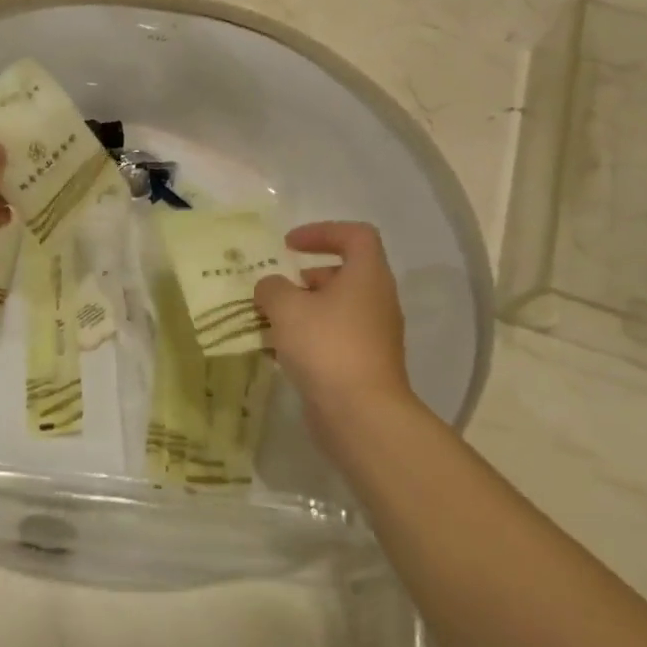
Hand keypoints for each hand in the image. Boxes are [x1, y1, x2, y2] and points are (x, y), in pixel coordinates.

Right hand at [254, 222, 416, 432]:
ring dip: (302, 311)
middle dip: (304, 278)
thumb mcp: (286, 307)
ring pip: (336, 309)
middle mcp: (377, 301)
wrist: (361, 415)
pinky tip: (279, 353)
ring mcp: (374, 335)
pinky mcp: (365, 364)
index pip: (355, 235)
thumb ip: (272, 288)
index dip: (322, 232)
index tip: (289, 246)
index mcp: (367, 276)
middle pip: (343, 274)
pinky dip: (308, 338)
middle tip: (274, 291)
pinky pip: (334, 338)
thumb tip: (271, 288)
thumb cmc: (326, 347)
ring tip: (268, 323)